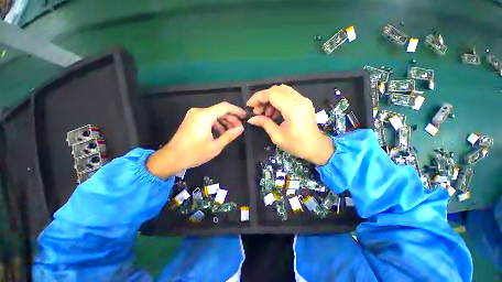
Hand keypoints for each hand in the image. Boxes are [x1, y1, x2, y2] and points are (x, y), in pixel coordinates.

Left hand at [146, 102, 245, 177]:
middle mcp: (199, 111)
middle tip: (239, 128)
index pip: (225, 107)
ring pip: (214, 114)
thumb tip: (240, 129)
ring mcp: (194, 115)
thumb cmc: (194, 153)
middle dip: (231, 118)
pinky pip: (208, 118)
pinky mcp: (192, 119)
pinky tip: (221, 132)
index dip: (237, 110)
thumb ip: (229, 135)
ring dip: (224, 121)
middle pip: (220, 110)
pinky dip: (217, 123)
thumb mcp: (216, 146)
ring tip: (232, 131)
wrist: (171, 158)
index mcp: (205, 116)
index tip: (244, 116)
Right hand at [247, 84, 333, 164]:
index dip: (258, 97)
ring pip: (282, 91)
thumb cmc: (297, 145)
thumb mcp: (277, 136)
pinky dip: (278, 101)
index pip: (272, 94)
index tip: (249, 105)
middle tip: (257, 111)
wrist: (317, 148)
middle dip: (263, 98)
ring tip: (266, 114)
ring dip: (270, 99)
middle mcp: (299, 100)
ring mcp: (303, 100)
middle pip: (276, 89)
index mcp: (293, 109)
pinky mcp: (304, 102)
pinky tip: (274, 113)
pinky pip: (288, 95)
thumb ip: (264, 123)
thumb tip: (251, 119)